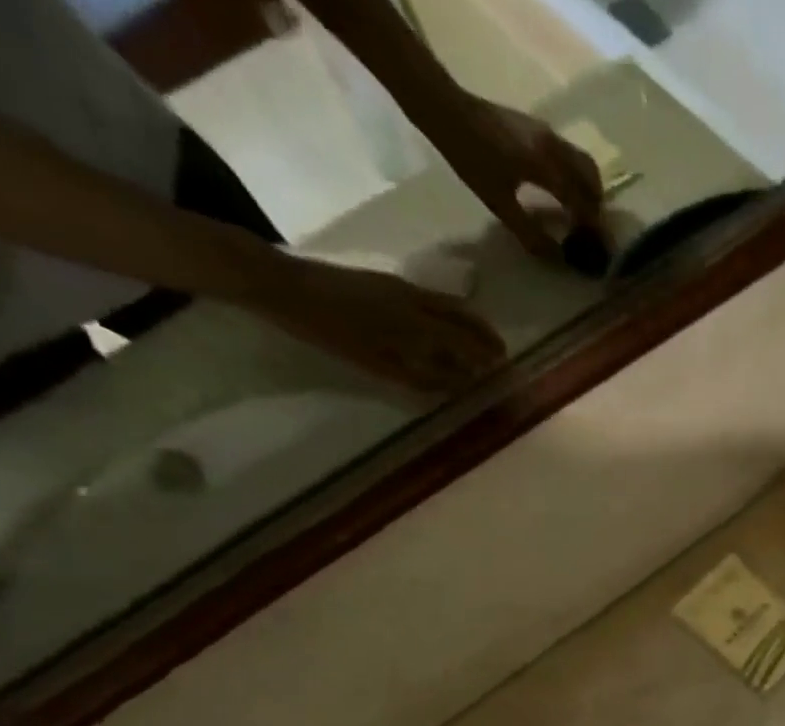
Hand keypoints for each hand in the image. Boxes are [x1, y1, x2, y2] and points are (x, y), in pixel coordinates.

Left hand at [246, 254, 504, 392]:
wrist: (282, 284)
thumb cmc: (329, 331)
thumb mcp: (377, 364)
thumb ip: (423, 376)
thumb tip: (459, 384)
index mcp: (417, 322)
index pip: (465, 341)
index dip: (485, 356)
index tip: (502, 369)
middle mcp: (416, 301)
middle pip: (462, 317)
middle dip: (484, 335)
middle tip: (500, 352)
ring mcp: (399, 288)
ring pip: (447, 304)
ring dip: (469, 321)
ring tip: (479, 337)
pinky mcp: (384, 282)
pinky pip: (431, 298)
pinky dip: (448, 311)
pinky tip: (443, 323)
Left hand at [430, 96, 604, 260]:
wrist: (446, 108)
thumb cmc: (470, 156)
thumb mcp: (497, 202)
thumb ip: (528, 231)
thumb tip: (555, 256)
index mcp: (544, 165)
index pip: (580, 200)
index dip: (590, 225)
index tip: (595, 244)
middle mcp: (553, 147)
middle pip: (590, 177)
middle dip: (595, 204)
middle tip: (590, 228)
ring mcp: (547, 133)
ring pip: (583, 162)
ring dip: (588, 187)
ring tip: (581, 210)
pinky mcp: (539, 128)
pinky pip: (570, 154)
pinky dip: (576, 173)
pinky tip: (564, 188)